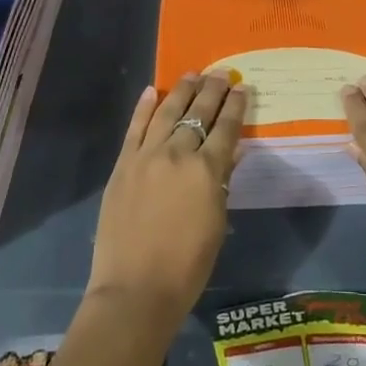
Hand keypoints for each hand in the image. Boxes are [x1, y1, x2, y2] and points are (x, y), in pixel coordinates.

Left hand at [87, 72, 246, 329]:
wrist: (134, 291)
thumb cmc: (187, 267)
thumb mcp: (216, 224)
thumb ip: (222, 183)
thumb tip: (230, 154)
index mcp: (207, 171)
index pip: (226, 128)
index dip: (236, 106)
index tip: (242, 88)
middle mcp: (177, 154)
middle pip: (198, 112)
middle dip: (212, 90)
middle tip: (221, 74)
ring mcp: (146, 156)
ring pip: (167, 112)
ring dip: (181, 90)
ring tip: (192, 74)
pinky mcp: (123, 165)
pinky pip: (135, 128)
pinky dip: (144, 107)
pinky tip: (152, 91)